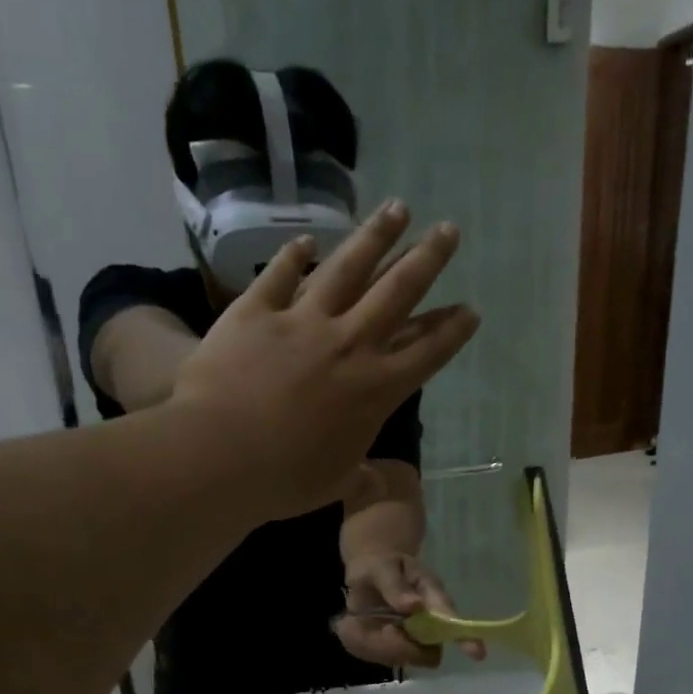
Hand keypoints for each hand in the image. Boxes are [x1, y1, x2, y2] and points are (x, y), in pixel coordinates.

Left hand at [171, 202, 480, 521]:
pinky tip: (306, 240)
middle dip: (428, 259)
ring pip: (348, 267)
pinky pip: (280, 275)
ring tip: (398, 208)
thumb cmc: (285, 479)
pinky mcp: (257, 311)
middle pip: (399, 292)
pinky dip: (293, 255)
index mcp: (376, 390)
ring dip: (376, 236)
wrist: (221, 454)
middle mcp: (349, 344)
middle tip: (449, 230)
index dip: (451, 330)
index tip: (470, 310)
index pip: (426, 353)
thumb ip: (360, 478)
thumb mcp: (335, 485)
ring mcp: (303, 321)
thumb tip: (375, 484)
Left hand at [335, 552, 487, 667]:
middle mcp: (433, 624)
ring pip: (407, 659)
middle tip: (382, 630)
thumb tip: (415, 606)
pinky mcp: (401, 650)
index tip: (477, 653)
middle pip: (428, 652)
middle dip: (401, 647)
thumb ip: (395, 587)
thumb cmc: (381, 567)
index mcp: (434, 598)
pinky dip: (373, 648)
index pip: (452, 620)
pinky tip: (367, 631)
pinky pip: (387, 658)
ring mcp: (419, 640)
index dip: (466, 638)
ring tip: (369, 626)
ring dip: (384, 648)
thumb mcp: (382, 568)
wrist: (371, 575)